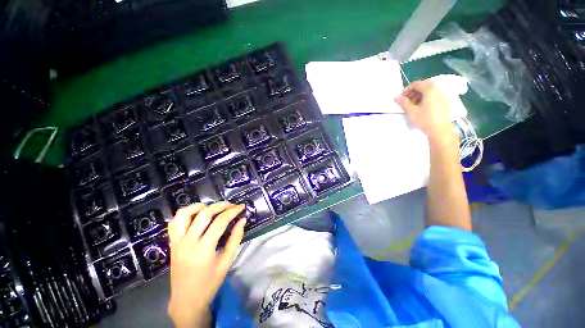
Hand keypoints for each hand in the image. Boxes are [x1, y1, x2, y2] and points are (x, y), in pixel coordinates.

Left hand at [167, 202, 245, 327]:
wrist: (187, 300)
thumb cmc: (210, 283)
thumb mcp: (227, 261)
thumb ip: (235, 238)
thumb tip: (242, 220)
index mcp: (203, 249)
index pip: (220, 222)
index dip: (233, 211)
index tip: (242, 207)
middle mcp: (188, 242)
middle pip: (204, 214)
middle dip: (221, 206)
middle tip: (232, 205)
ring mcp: (177, 242)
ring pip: (184, 214)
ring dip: (199, 206)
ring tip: (212, 207)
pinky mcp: (172, 243)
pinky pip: (174, 223)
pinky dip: (185, 214)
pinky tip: (196, 214)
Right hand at [394, 79, 454, 139]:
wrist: (441, 130)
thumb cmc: (425, 120)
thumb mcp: (411, 111)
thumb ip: (403, 102)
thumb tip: (396, 97)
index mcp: (430, 89)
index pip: (416, 84)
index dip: (407, 90)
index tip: (401, 98)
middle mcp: (438, 89)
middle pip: (423, 86)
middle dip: (413, 93)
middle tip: (407, 103)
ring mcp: (444, 95)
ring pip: (429, 91)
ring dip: (420, 96)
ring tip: (414, 106)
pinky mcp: (446, 101)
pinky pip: (434, 96)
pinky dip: (427, 99)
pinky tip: (423, 108)